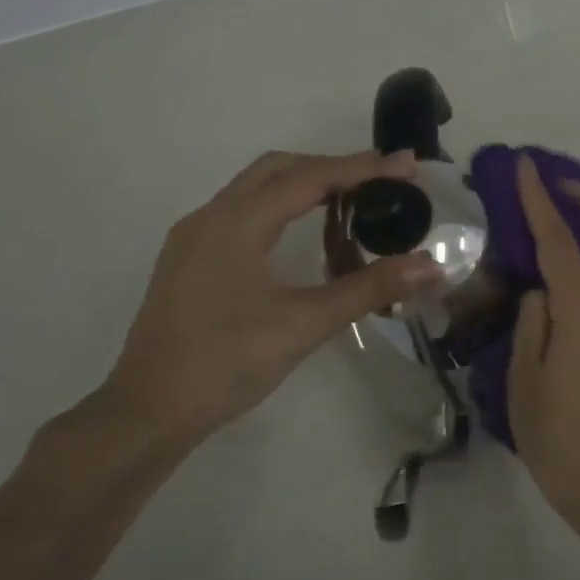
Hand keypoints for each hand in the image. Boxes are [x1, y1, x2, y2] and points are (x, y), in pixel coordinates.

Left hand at [83, 150, 442, 460]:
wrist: (148, 413)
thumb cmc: (226, 363)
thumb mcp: (305, 323)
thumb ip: (370, 288)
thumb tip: (431, 266)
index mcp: (235, 223)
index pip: (309, 177)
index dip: (363, 168)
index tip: (408, 165)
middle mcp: (211, 218)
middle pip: (280, 169)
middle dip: (336, 168)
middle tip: (384, 180)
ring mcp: (196, 239)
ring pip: (259, 189)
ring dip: (309, 185)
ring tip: (357, 201)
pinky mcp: (193, 260)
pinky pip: (246, 213)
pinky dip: (285, 208)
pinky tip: (309, 235)